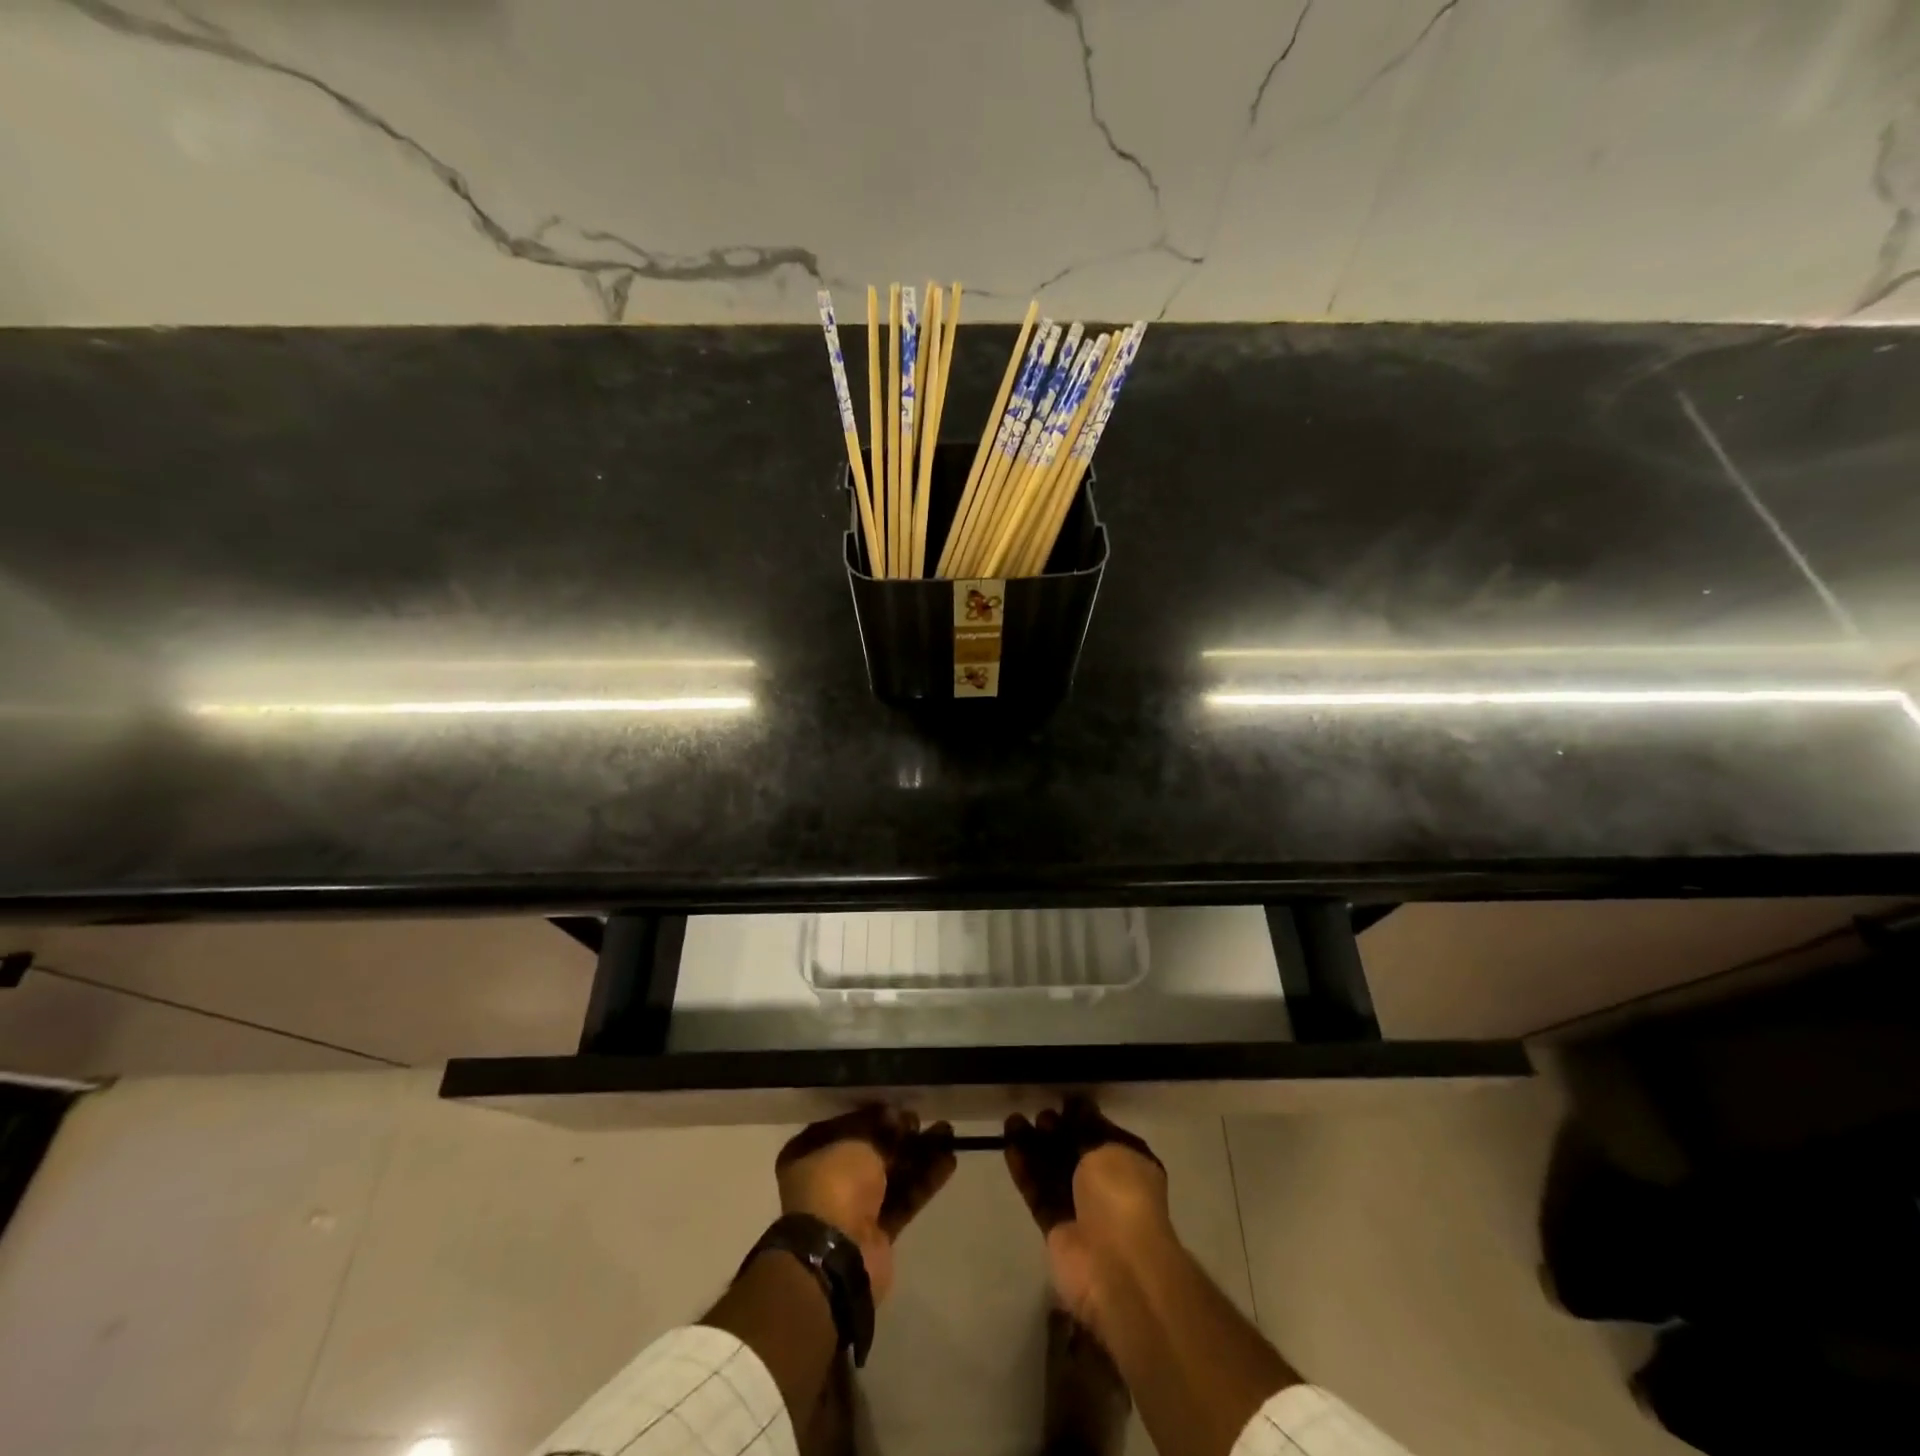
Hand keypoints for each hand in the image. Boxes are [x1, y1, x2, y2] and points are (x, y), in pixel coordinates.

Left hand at [775, 1105, 955, 1302]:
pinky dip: (923, 1181)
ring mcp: (851, 1210)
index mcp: (807, 1155)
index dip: (870, 1114)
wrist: (835, 1259)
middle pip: (869, 1150)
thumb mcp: (857, 1143)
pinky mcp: (877, 1233)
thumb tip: (897, 1118)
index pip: (842, 1125)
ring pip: (890, 1174)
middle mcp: (826, 1180)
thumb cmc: (834, 1185)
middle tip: (922, 1119)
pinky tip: (949, 1161)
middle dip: (898, 1135)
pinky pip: (903, 1199)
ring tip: (947, 1133)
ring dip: (918, 1155)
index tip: (896, 1106)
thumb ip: (880, 1130)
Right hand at [1005, 1098, 1178, 1339]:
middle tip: (1038, 1114)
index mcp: (1130, 1164)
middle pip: (1074, 1152)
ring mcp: (1082, 1209)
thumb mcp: (1108, 1148)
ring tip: (1012, 1121)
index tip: (1060, 1101)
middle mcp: (1107, 1186)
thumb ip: (1087, 1127)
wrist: (1116, 1268)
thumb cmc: (1122, 1197)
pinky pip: (1038, 1193)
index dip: (1081, 1117)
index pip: (1102, 1134)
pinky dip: (1025, 1171)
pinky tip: (1009, 1146)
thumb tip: (1077, 1105)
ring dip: (1033, 1147)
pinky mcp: (1057, 1229)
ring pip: (1052, 1171)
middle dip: (1055, 1132)